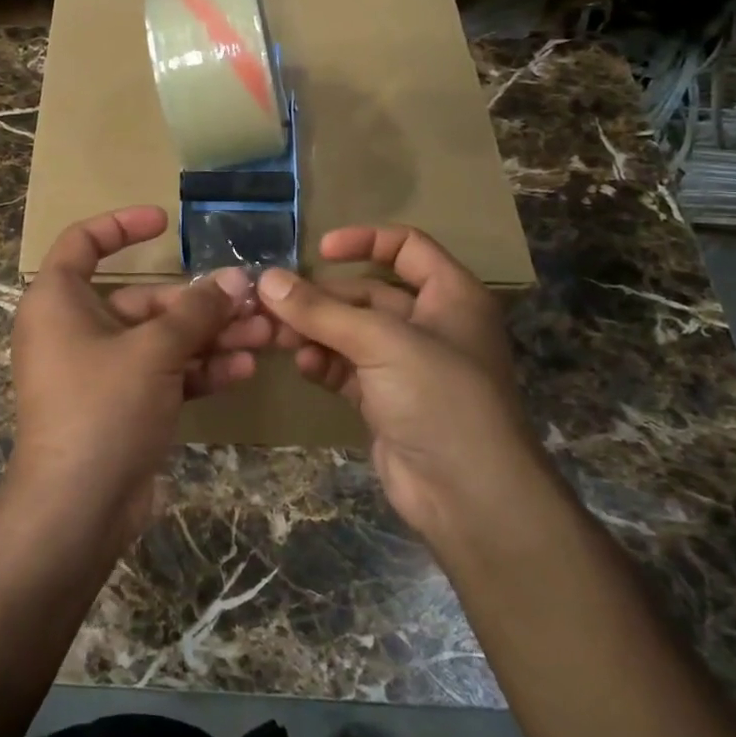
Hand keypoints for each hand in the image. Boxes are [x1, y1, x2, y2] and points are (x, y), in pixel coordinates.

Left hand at [5, 206, 270, 551]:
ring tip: (264, 336)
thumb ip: (196, 312)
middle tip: (252, 301)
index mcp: (58, 301)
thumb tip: (236, 280)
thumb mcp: (153, 351)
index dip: (122, 225)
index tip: (166, 221)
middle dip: (199, 303)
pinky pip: (163, 374)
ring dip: (209, 338)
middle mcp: (76, 329)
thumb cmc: (102, 408)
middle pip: (142, 300)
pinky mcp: (122, 405)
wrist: (77, 508)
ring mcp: (100, 370)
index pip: (83, 243)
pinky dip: (198, 371)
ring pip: (160, 340)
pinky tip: (243, 371)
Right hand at [256, 226, 545, 549]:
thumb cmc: (439, 398)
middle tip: (274, 301)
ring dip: (315, 330)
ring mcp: (407, 366)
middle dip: (322, 297)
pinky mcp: (386, 401)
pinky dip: (323, 363)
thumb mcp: (381, 343)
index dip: (365, 241)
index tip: (319, 250)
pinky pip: (347, 369)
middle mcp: (431, 325)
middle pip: (368, 293)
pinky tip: (301, 365)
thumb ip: (321, 311)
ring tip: (275, 335)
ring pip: (351, 333)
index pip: (408, 247)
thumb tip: (267, 279)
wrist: (468, 496)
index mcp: (451, 296)